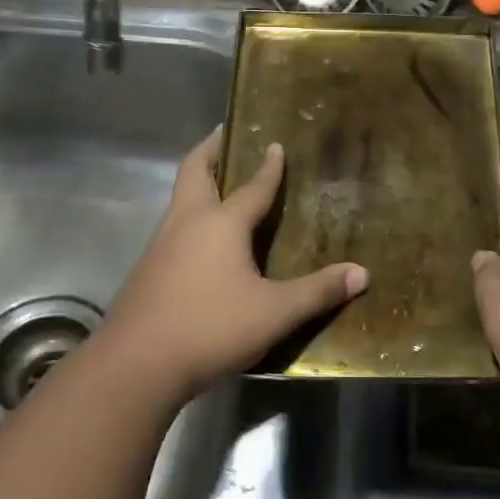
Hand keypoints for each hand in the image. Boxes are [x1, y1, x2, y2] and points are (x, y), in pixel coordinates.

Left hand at [95, 126, 367, 400]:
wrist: (137, 364)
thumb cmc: (210, 328)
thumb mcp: (274, 312)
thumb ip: (318, 292)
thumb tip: (362, 273)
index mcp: (220, 224)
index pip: (251, 187)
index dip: (268, 167)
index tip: (274, 144)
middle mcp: (187, 224)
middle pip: (195, 172)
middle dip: (211, 149)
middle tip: (225, 134)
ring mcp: (160, 246)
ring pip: (180, 200)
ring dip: (198, 184)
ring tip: (219, 185)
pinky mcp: (147, 271)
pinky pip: (172, 229)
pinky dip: (189, 218)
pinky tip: (202, 243)